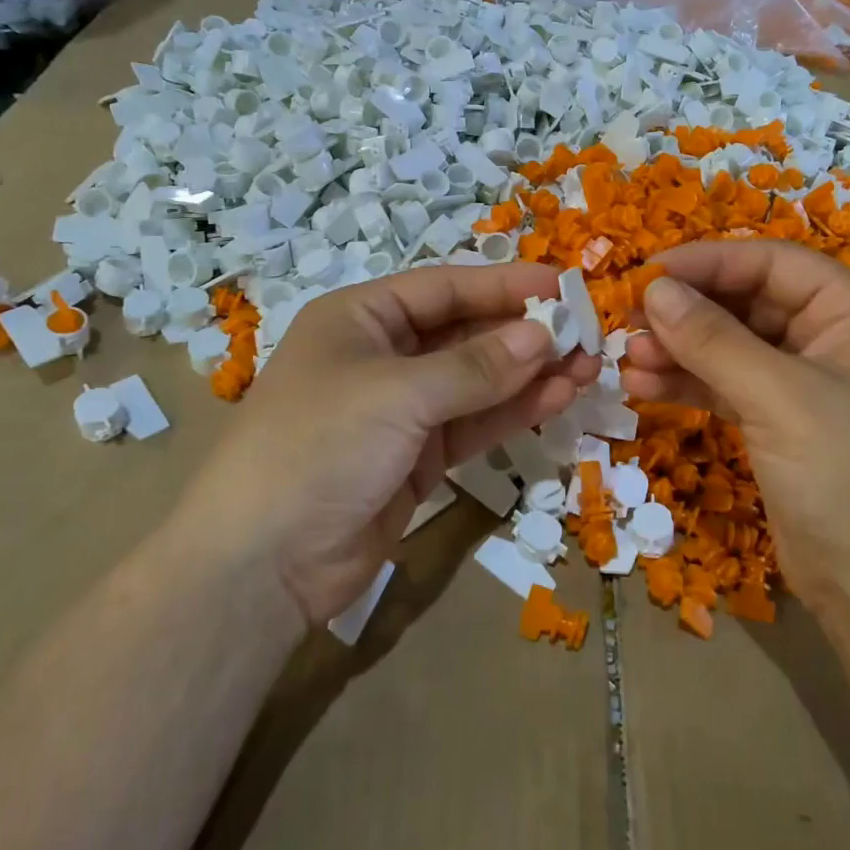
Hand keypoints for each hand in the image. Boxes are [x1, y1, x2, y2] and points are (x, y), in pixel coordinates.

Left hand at [181, 264, 599, 625]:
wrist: (262, 564)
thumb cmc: (319, 447)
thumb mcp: (397, 395)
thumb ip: (475, 366)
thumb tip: (544, 334)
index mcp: (360, 318)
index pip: (444, 287)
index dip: (504, 284)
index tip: (563, 285)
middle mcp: (381, 356)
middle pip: (464, 332)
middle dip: (523, 332)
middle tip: (587, 335)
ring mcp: (400, 410)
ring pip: (476, 380)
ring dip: (528, 373)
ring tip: (586, 368)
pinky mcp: (416, 457)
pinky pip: (473, 423)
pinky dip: (512, 411)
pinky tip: (556, 399)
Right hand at [620, 241, 849, 616]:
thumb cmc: (847, 479)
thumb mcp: (778, 399)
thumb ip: (713, 339)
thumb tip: (653, 288)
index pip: (773, 263)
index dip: (707, 262)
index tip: (646, 273)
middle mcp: (835, 338)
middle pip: (748, 302)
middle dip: (687, 311)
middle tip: (627, 319)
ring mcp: (807, 383)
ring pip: (731, 345)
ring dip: (679, 349)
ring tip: (627, 360)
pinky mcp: (782, 422)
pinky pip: (727, 385)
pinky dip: (688, 384)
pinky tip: (642, 388)